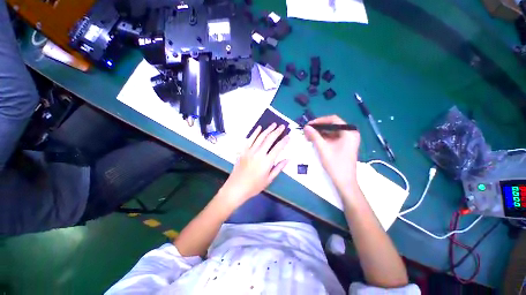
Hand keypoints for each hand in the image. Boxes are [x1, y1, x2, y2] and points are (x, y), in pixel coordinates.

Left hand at [218, 123, 289, 207]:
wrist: (236, 187)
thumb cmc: (254, 186)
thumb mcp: (269, 179)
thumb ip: (279, 168)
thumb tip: (287, 159)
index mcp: (267, 161)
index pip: (278, 148)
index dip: (284, 141)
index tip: (288, 136)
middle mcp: (259, 153)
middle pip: (270, 139)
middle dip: (277, 131)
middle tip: (282, 126)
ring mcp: (250, 151)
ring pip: (260, 137)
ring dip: (268, 129)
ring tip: (273, 124)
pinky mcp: (243, 150)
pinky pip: (250, 139)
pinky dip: (255, 132)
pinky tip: (259, 128)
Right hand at [304, 115, 360, 194]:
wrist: (345, 182)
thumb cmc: (335, 164)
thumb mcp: (323, 149)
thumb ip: (314, 136)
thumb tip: (306, 127)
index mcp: (349, 132)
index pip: (333, 119)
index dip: (319, 121)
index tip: (309, 125)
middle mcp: (350, 133)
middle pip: (332, 125)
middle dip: (319, 128)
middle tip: (307, 131)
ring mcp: (348, 140)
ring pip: (331, 132)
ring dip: (320, 133)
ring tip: (309, 136)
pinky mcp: (345, 145)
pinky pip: (333, 138)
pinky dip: (324, 138)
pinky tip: (315, 141)